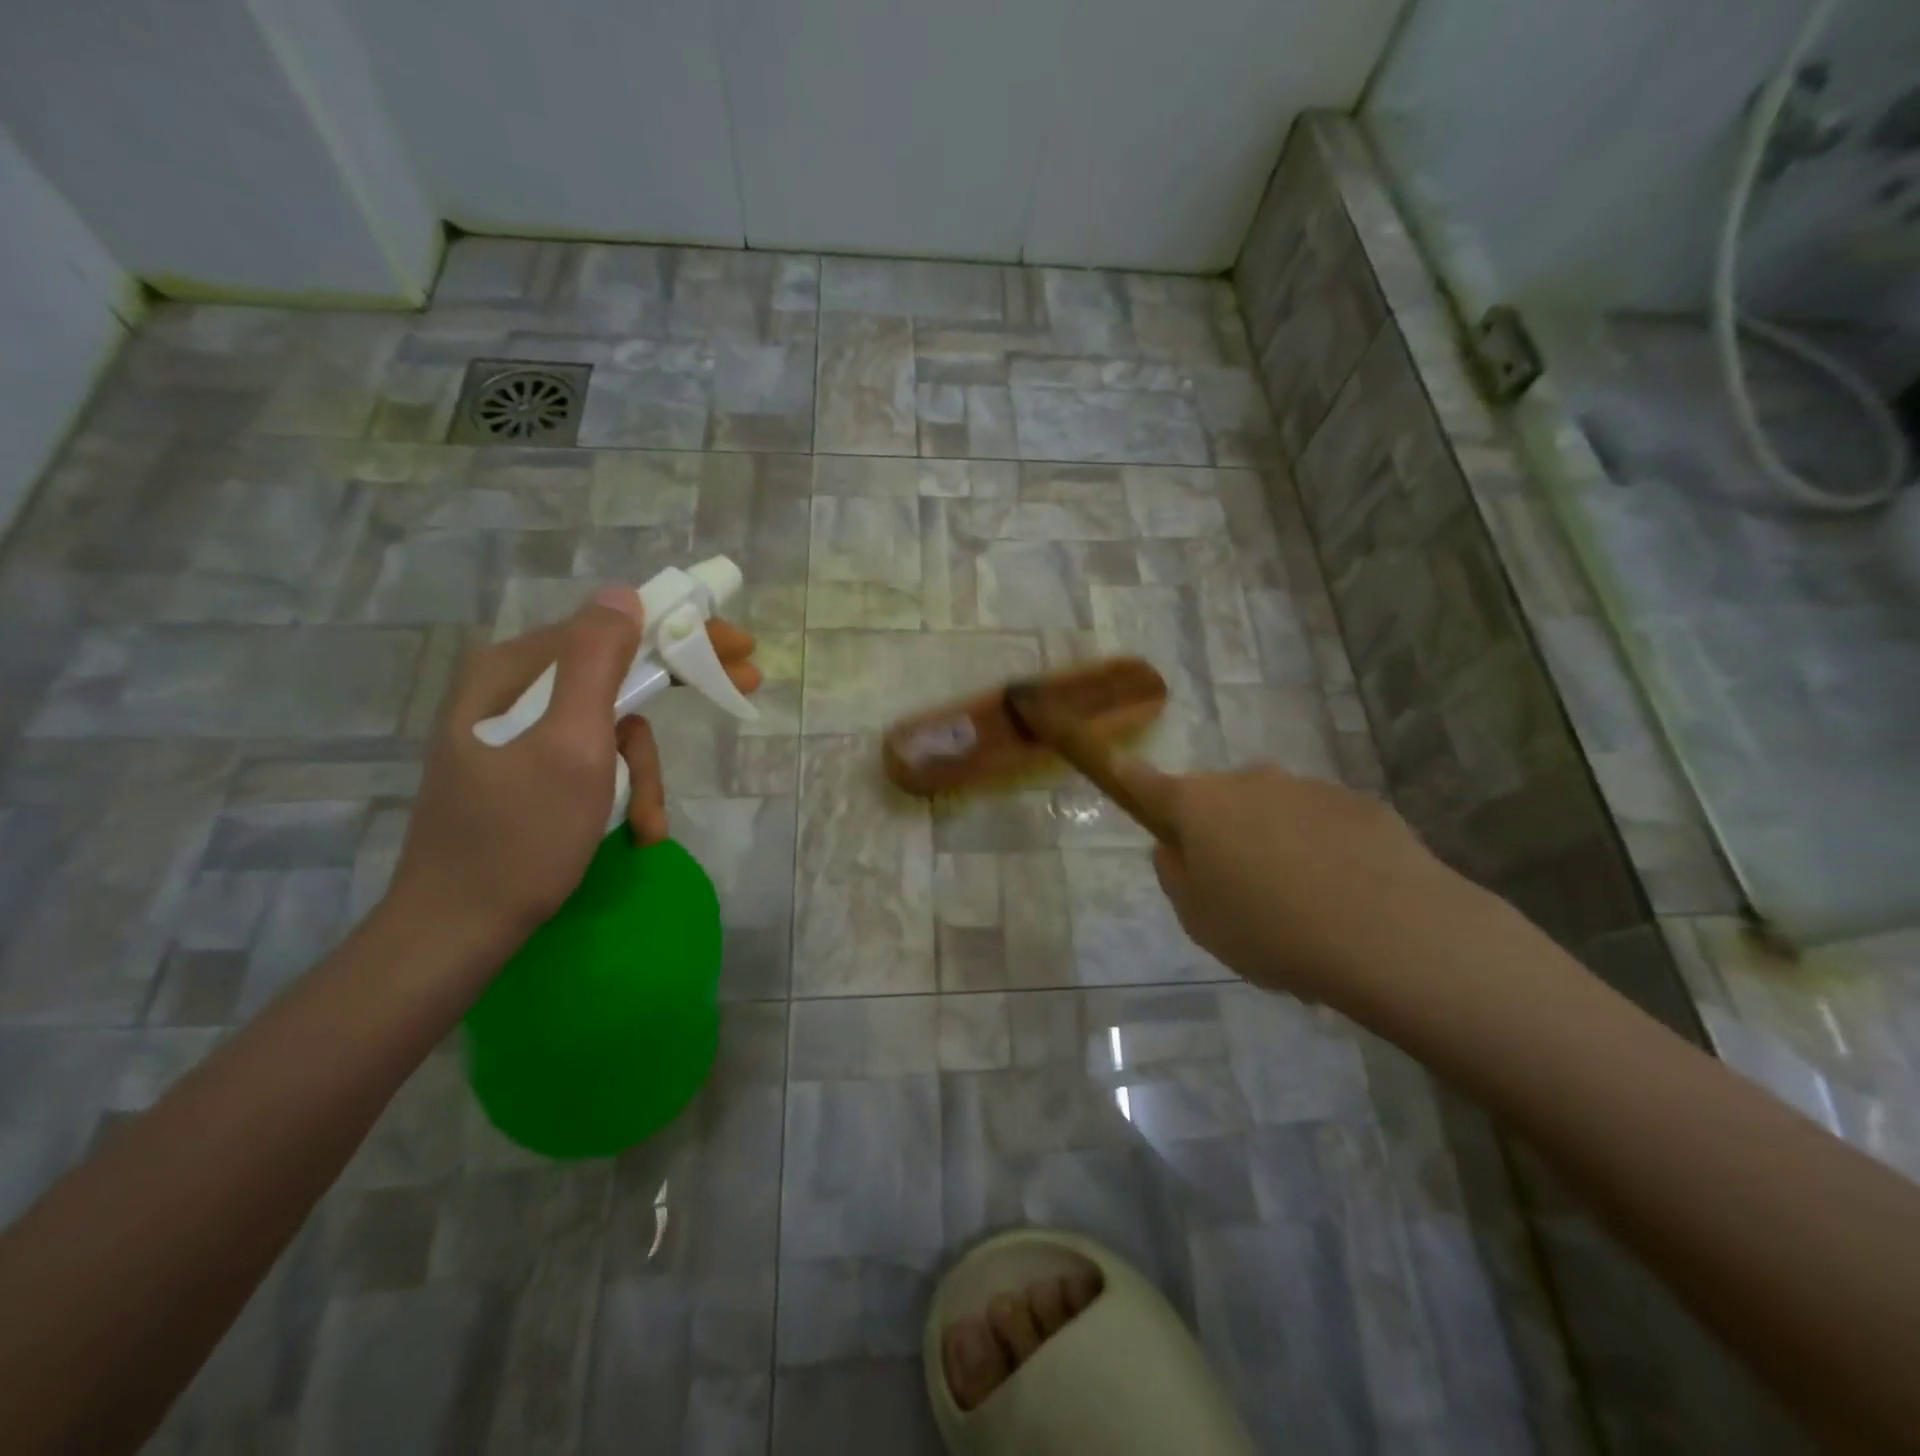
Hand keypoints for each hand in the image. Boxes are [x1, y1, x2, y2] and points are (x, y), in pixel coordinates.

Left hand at [383, 588, 760, 958]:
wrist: (457, 929)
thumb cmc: (521, 838)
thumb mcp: (572, 747)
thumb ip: (597, 664)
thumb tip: (623, 592)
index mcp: (514, 672)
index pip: (611, 629)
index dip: (680, 633)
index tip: (738, 647)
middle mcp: (512, 690)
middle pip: (614, 674)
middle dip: (672, 697)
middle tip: (741, 689)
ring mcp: (516, 732)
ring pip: (609, 724)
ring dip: (641, 771)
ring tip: (648, 823)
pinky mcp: (523, 767)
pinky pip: (591, 757)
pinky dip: (621, 788)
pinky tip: (634, 828)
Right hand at [1117, 759, 1494, 1014]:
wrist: (1393, 934)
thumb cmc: (1271, 930)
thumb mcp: (1200, 920)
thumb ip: (1176, 876)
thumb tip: (1175, 847)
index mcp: (1199, 806)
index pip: (1147, 782)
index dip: (1128, 777)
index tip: (1117, 766)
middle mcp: (1248, 781)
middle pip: (1217, 799)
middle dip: (1218, 829)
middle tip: (1236, 885)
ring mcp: (1306, 787)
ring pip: (1271, 809)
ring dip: (1271, 840)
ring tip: (1300, 902)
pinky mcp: (1357, 802)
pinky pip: (1320, 822)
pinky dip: (1319, 847)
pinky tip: (1343, 896)